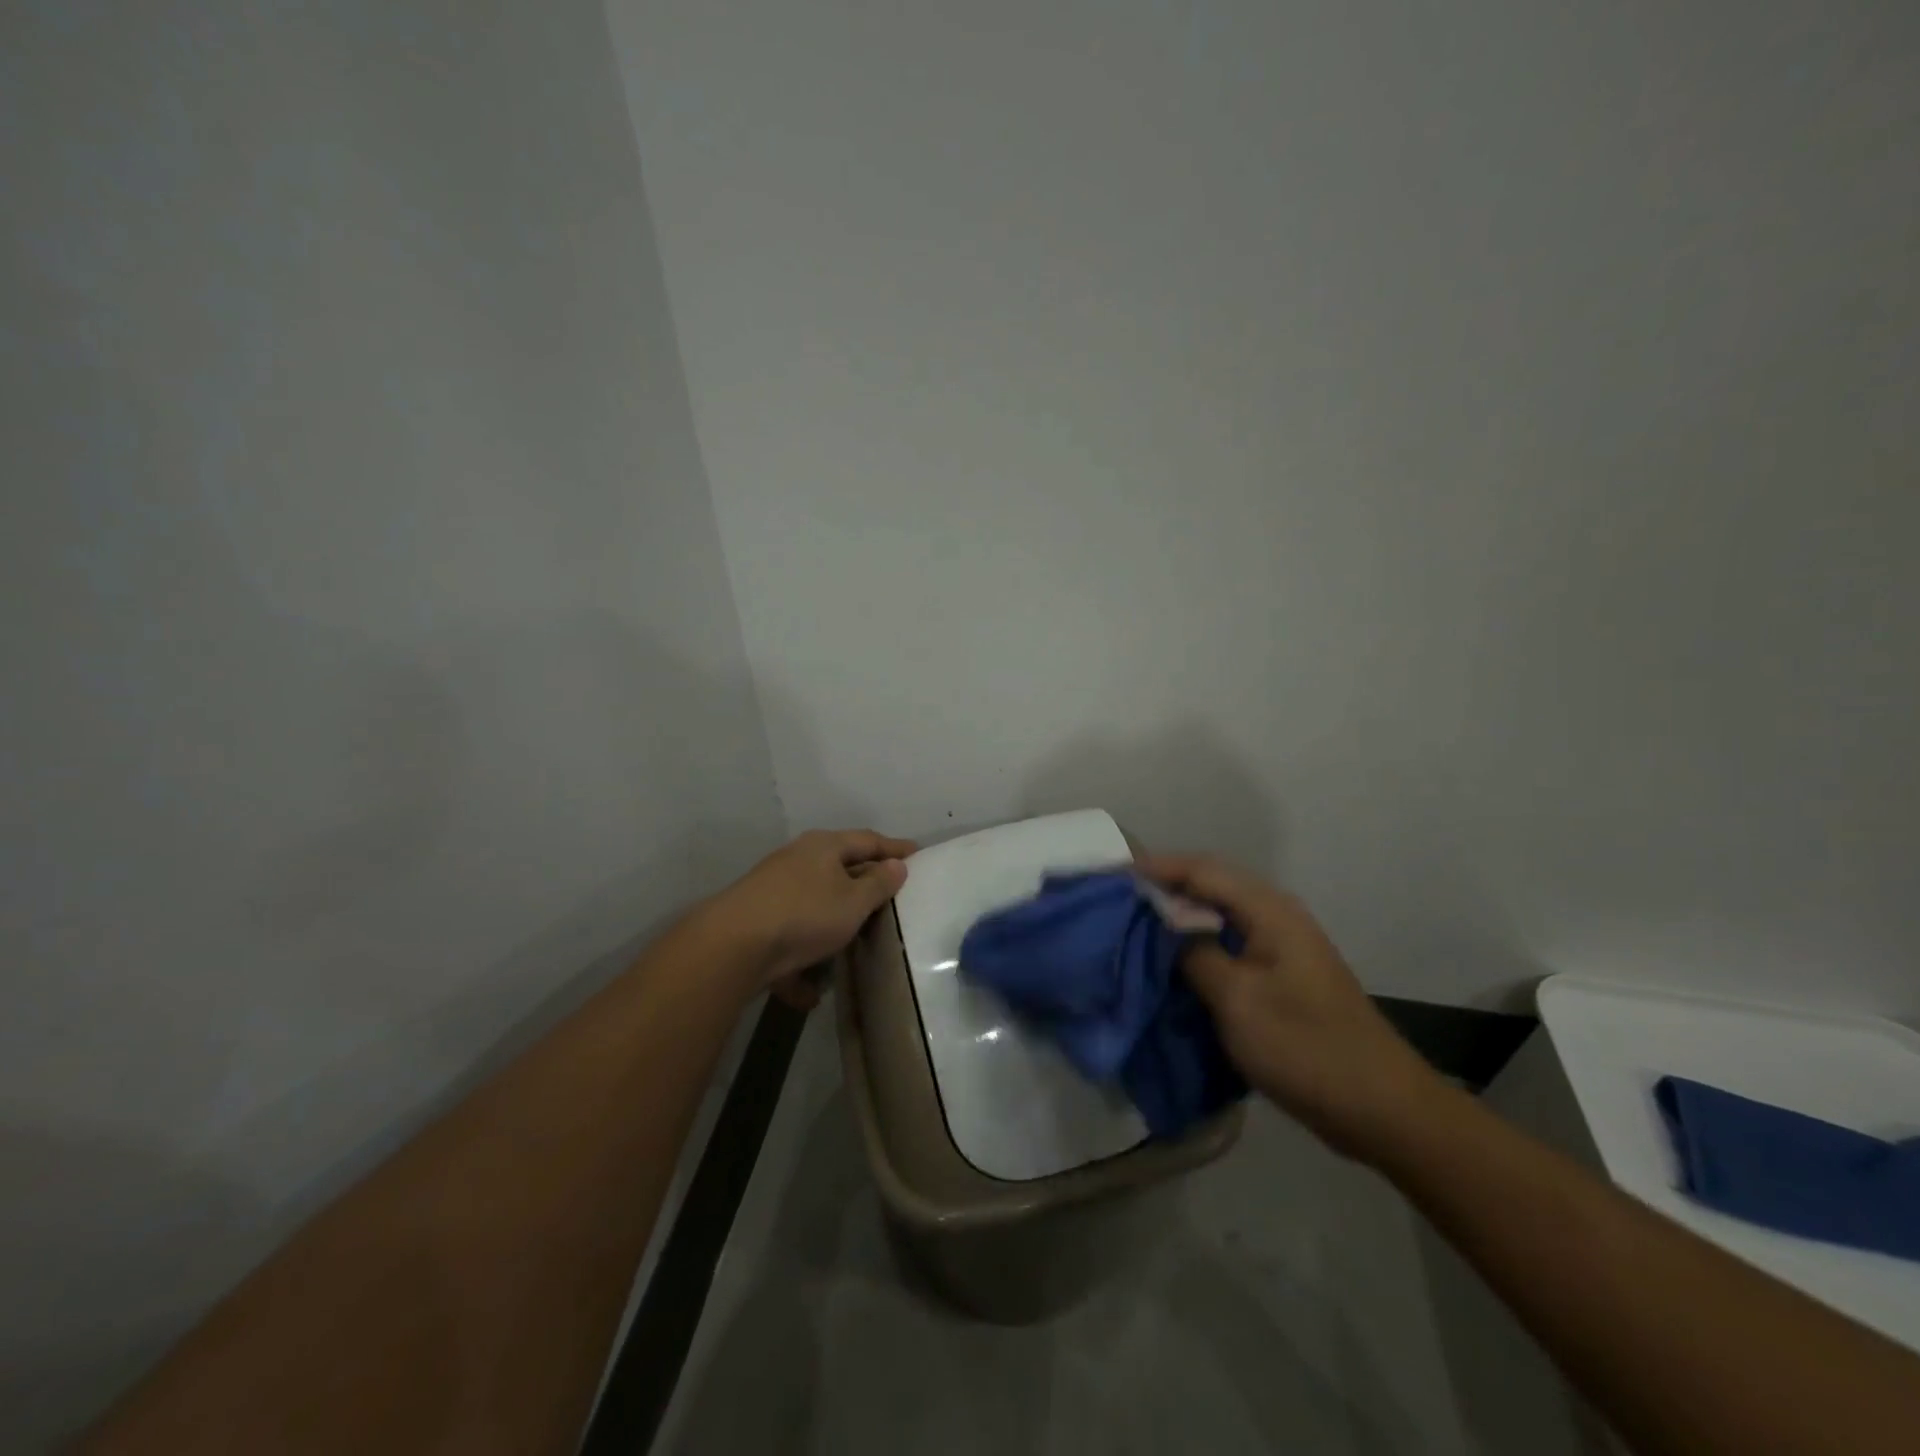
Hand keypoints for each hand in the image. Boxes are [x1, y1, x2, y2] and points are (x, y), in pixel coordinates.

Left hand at [706, 829, 916, 1007]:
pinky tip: (811, 991)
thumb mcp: (853, 900)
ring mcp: (773, 891)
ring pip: (813, 904)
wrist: (732, 947)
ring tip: (855, 942)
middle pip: (839, 868)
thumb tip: (895, 865)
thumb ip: (879, 883)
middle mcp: (797, 861)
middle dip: (863, 883)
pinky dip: (802, 962)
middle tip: (891, 895)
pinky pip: (790, 939)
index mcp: (823, 847)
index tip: (917, 854)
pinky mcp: (756, 924)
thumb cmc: (805, 913)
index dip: (894, 848)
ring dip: (833, 923)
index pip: (868, 840)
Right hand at [1138, 854, 1444, 1160]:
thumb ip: (1194, 953)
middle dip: (1163, 887)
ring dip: (1178, 916)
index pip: (1202, 870)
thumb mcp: (1238, 1000)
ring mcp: (1281, 947)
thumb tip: (1164, 924)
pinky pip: (1228, 944)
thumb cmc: (1306, 1048)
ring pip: (1218, 915)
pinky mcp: (1281, 976)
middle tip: (1117, 899)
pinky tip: (1172, 962)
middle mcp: (1276, 917)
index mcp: (1269, 911)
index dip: (1155, 867)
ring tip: (1134, 926)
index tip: (1111, 875)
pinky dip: (1196, 944)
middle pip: (1210, 885)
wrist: (1381, 1109)